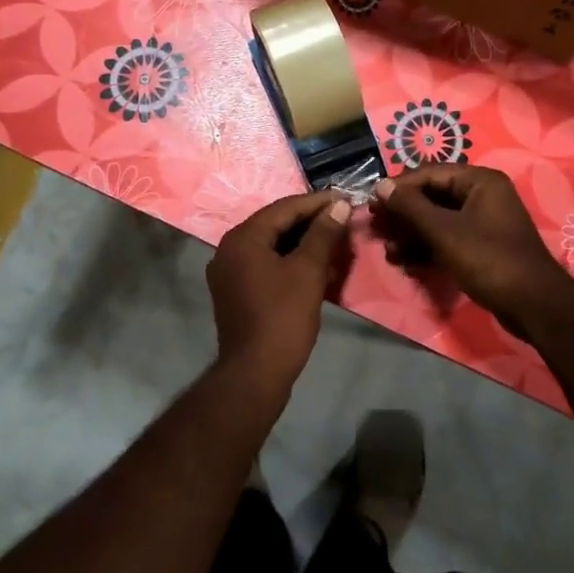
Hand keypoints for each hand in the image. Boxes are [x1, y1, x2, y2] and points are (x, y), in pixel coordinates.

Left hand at [206, 192, 350, 390]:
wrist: (255, 373)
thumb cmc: (283, 317)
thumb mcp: (308, 271)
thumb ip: (323, 233)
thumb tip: (339, 205)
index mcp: (243, 238)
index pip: (284, 208)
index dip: (317, 202)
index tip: (345, 199)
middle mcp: (229, 248)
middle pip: (275, 224)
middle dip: (310, 221)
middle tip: (342, 218)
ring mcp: (229, 271)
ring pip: (271, 244)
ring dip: (301, 241)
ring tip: (333, 239)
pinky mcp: (234, 291)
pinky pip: (264, 263)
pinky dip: (289, 259)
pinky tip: (314, 264)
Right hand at [370, 166, 566, 328]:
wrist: (533, 305)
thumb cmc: (488, 259)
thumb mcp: (444, 231)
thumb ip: (410, 207)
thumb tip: (381, 186)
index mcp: (479, 181)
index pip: (430, 173)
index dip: (399, 187)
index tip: (371, 202)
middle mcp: (482, 195)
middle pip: (432, 196)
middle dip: (403, 213)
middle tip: (375, 226)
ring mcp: (483, 222)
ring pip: (438, 220)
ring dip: (411, 233)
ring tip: (387, 249)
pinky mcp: (481, 247)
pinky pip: (447, 239)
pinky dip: (426, 247)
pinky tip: (403, 260)